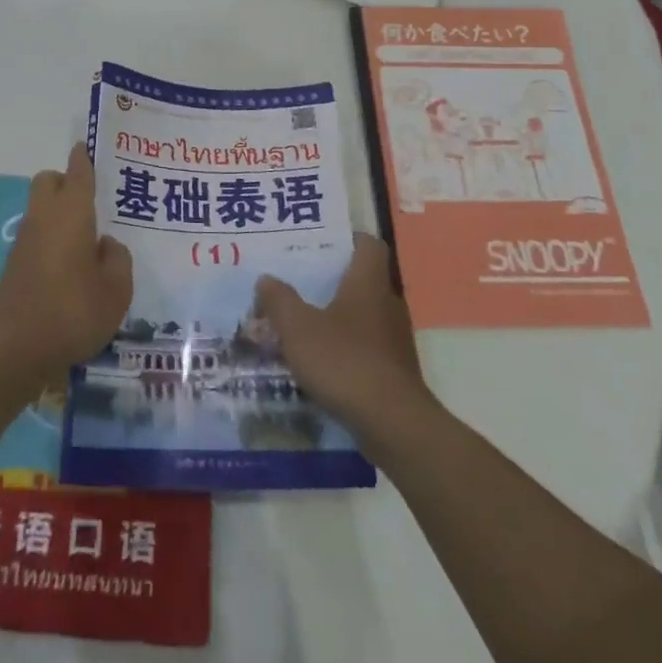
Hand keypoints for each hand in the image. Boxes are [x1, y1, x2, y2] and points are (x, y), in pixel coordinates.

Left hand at [0, 146, 132, 379]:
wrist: (14, 348)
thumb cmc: (73, 311)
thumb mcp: (116, 289)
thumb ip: (117, 259)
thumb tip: (105, 245)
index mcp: (71, 212)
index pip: (77, 172)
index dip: (84, 158)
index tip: (88, 148)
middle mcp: (44, 218)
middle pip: (49, 181)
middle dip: (67, 182)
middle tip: (94, 200)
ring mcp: (25, 241)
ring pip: (41, 209)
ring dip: (60, 213)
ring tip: (90, 238)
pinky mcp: (15, 265)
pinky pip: (37, 236)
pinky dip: (53, 239)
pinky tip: (72, 266)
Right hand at [254, 237, 431, 437]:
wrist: (393, 424)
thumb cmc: (344, 361)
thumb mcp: (298, 327)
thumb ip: (279, 300)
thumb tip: (266, 279)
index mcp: (368, 283)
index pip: (369, 245)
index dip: (348, 239)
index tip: (321, 243)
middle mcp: (387, 304)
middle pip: (363, 280)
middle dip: (333, 280)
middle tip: (298, 281)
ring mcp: (395, 339)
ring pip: (363, 315)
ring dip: (337, 317)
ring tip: (302, 323)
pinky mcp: (394, 370)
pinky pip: (366, 347)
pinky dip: (345, 347)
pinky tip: (319, 361)